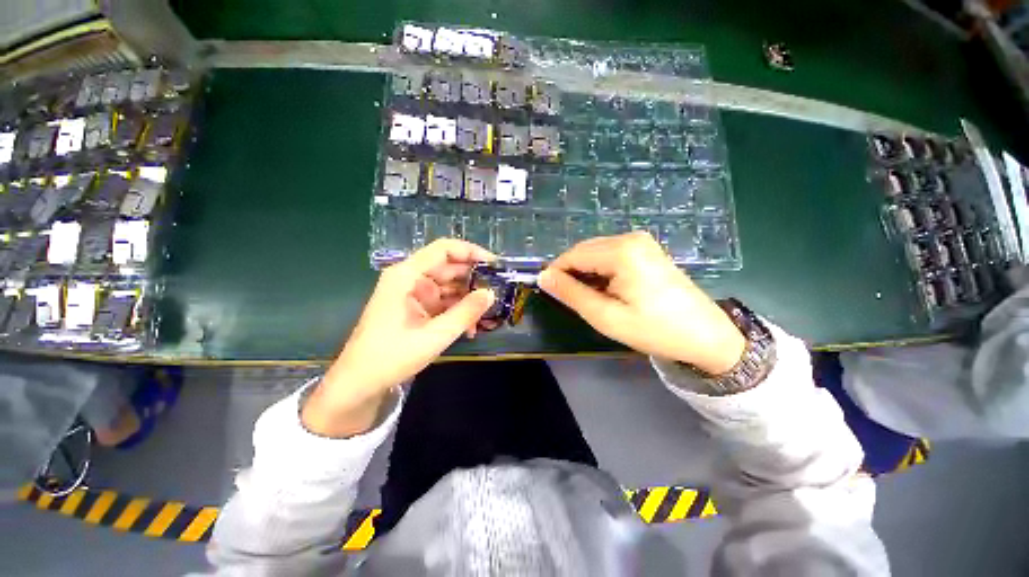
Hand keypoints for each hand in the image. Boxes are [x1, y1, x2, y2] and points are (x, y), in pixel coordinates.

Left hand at [302, 239, 495, 436]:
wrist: (360, 383)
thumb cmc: (391, 357)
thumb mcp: (434, 335)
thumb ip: (465, 313)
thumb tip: (491, 293)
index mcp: (407, 276)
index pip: (444, 250)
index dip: (471, 252)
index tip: (494, 265)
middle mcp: (410, 279)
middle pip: (449, 267)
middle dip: (474, 279)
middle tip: (498, 291)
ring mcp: (414, 294)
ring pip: (449, 286)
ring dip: (468, 298)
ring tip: (487, 313)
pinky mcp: (417, 308)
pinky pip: (444, 302)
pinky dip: (458, 310)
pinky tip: (471, 327)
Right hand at [538, 232, 744, 374]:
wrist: (706, 336)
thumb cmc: (654, 329)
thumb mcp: (605, 316)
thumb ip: (571, 294)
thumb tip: (544, 277)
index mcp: (621, 251)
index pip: (573, 255)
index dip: (556, 272)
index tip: (549, 292)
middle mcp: (630, 238)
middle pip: (585, 250)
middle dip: (572, 272)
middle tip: (570, 300)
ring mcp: (641, 242)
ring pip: (596, 253)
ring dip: (586, 273)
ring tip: (589, 298)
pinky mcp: (647, 250)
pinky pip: (611, 255)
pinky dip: (601, 271)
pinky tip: (605, 290)